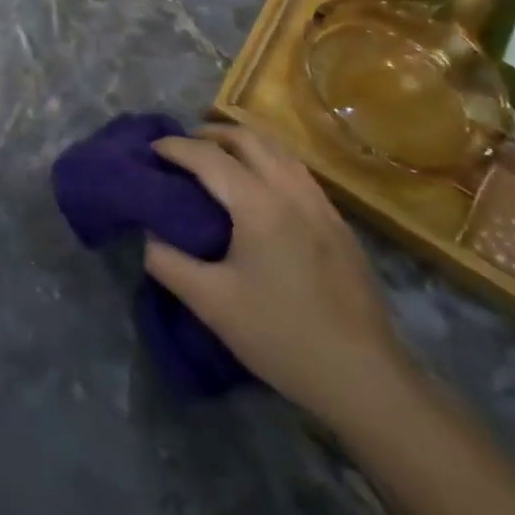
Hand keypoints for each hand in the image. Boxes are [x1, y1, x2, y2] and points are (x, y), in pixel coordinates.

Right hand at [144, 118, 412, 430]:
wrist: (366, 380)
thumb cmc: (282, 337)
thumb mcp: (210, 304)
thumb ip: (168, 262)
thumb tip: (148, 235)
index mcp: (258, 204)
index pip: (208, 157)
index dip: (175, 147)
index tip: (151, 148)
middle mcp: (292, 192)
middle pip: (248, 138)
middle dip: (210, 134)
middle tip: (183, 146)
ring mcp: (322, 206)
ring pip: (279, 150)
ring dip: (243, 143)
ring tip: (219, 156)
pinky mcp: (340, 226)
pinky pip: (298, 172)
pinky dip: (269, 161)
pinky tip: (260, 187)